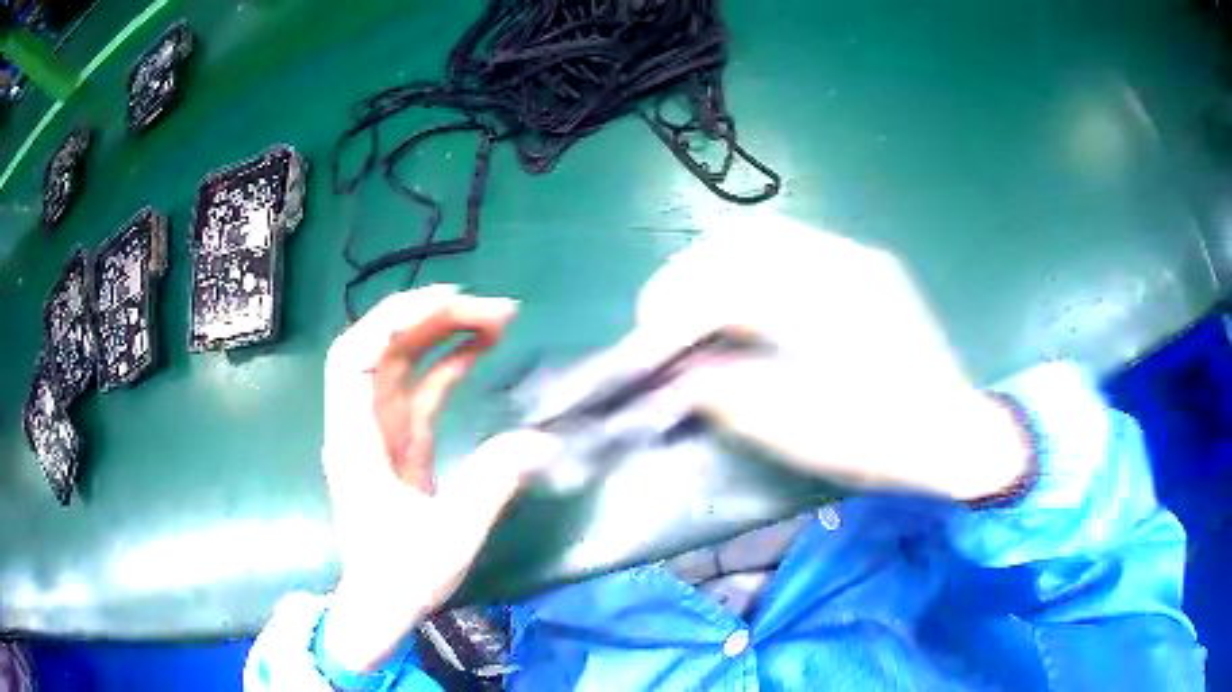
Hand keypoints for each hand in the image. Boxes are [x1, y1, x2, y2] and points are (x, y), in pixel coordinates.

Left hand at [318, 285, 557, 671]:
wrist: (382, 605)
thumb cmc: (403, 574)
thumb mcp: (452, 533)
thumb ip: (493, 482)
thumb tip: (542, 441)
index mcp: (355, 440)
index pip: (356, 358)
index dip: (393, 319)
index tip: (447, 302)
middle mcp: (359, 425)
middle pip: (382, 349)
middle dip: (430, 318)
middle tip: (491, 309)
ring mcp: (378, 431)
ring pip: (402, 364)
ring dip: (442, 334)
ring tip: (495, 318)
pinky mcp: (398, 443)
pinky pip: (419, 390)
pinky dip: (446, 364)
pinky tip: (478, 349)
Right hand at [634, 218, 1028, 501]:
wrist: (954, 432)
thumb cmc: (884, 440)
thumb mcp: (801, 431)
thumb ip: (729, 395)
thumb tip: (677, 374)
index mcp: (831, 302)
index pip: (730, 281)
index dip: (677, 306)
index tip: (647, 338)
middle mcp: (843, 261)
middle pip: (743, 240)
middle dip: (689, 274)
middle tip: (662, 317)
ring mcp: (857, 257)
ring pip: (765, 236)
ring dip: (717, 265)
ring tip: (694, 309)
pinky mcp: (864, 267)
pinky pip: (791, 248)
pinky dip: (750, 268)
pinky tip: (743, 304)